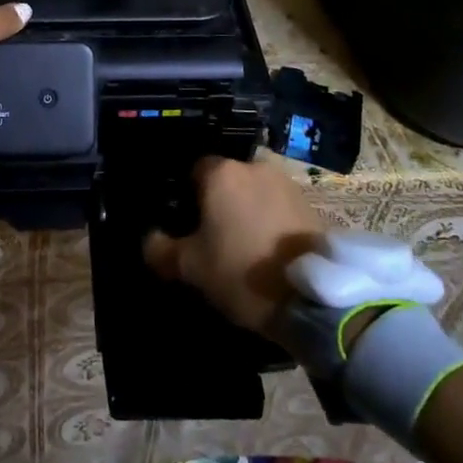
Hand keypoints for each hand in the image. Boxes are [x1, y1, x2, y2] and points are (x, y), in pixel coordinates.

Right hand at [143, 155, 328, 334]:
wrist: (313, 296)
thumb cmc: (241, 270)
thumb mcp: (190, 267)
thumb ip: (161, 249)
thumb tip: (150, 240)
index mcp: (221, 173)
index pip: (194, 170)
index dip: (187, 196)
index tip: (187, 224)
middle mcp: (253, 167)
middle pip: (227, 180)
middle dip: (220, 202)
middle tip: (215, 237)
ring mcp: (286, 183)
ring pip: (254, 192)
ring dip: (248, 210)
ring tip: (245, 246)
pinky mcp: (311, 204)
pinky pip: (278, 206)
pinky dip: (271, 221)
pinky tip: (269, 250)